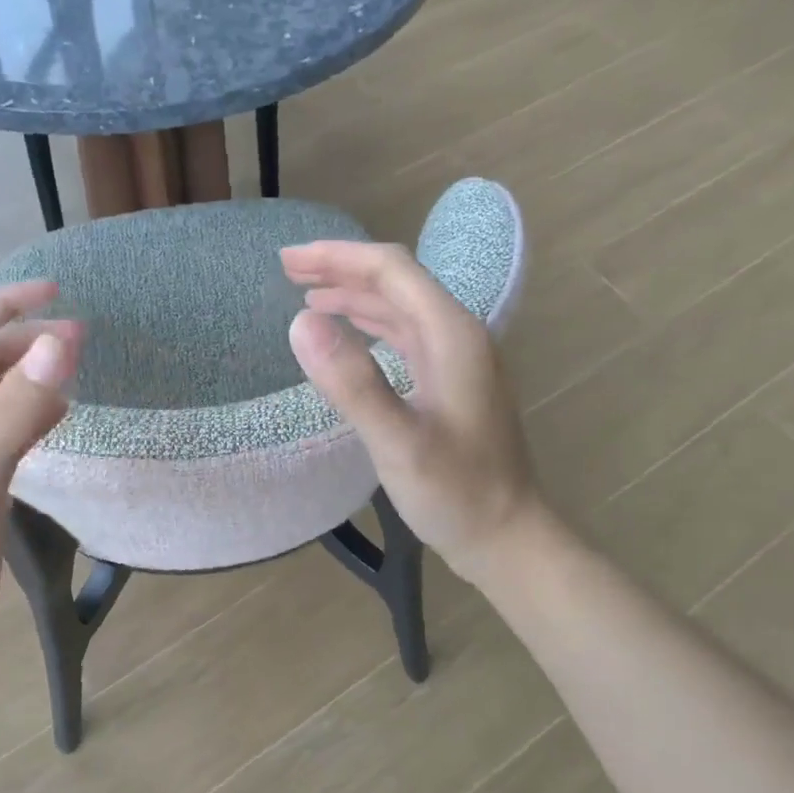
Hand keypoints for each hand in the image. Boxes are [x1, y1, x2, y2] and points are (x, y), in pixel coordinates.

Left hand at [0, 280, 80, 664]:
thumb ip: (16, 411)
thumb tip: (57, 346)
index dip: (5, 305)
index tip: (57, 296)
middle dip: (27, 339)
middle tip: (81, 340)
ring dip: (31, 373)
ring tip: (75, 368)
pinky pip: (6, 430)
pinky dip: (33, 412)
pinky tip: (59, 417)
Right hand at [282, 241, 541, 583]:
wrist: (505, 535)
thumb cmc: (456, 493)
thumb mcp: (399, 443)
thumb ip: (353, 384)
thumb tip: (301, 322)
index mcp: (451, 335)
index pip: (391, 270)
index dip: (337, 257)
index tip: (288, 261)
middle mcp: (458, 334)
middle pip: (396, 281)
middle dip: (341, 269)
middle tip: (288, 271)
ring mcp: (457, 358)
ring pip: (400, 307)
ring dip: (354, 295)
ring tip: (308, 296)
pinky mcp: (450, 381)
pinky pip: (404, 335)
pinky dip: (370, 325)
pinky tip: (349, 333)